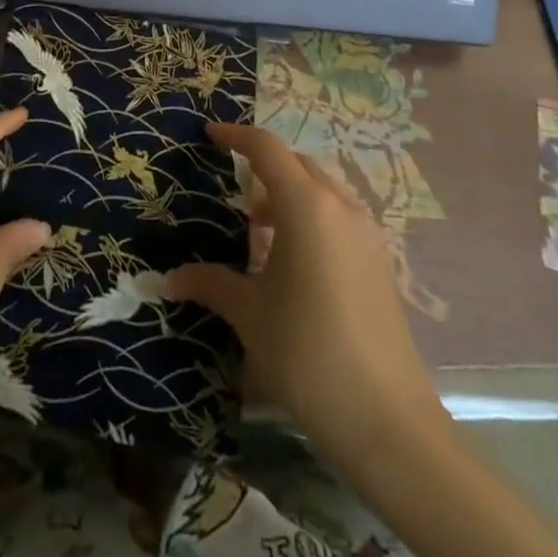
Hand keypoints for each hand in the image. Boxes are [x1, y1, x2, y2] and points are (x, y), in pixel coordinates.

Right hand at [165, 123, 445, 462]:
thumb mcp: (249, 314)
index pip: (267, 149)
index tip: (210, 135)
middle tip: (232, 190)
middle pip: (298, 165)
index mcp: (306, 206)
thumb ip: (209, 283)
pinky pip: (339, 218)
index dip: (236, 136)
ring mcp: (367, 235)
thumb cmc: (307, 352)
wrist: (388, 422)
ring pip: (322, 191)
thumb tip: (169, 279)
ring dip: (290, 195)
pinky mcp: (381, 263)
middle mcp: (341, 208)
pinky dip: (312, 219)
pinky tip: (293, 262)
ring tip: (260, 230)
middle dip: (264, 168)